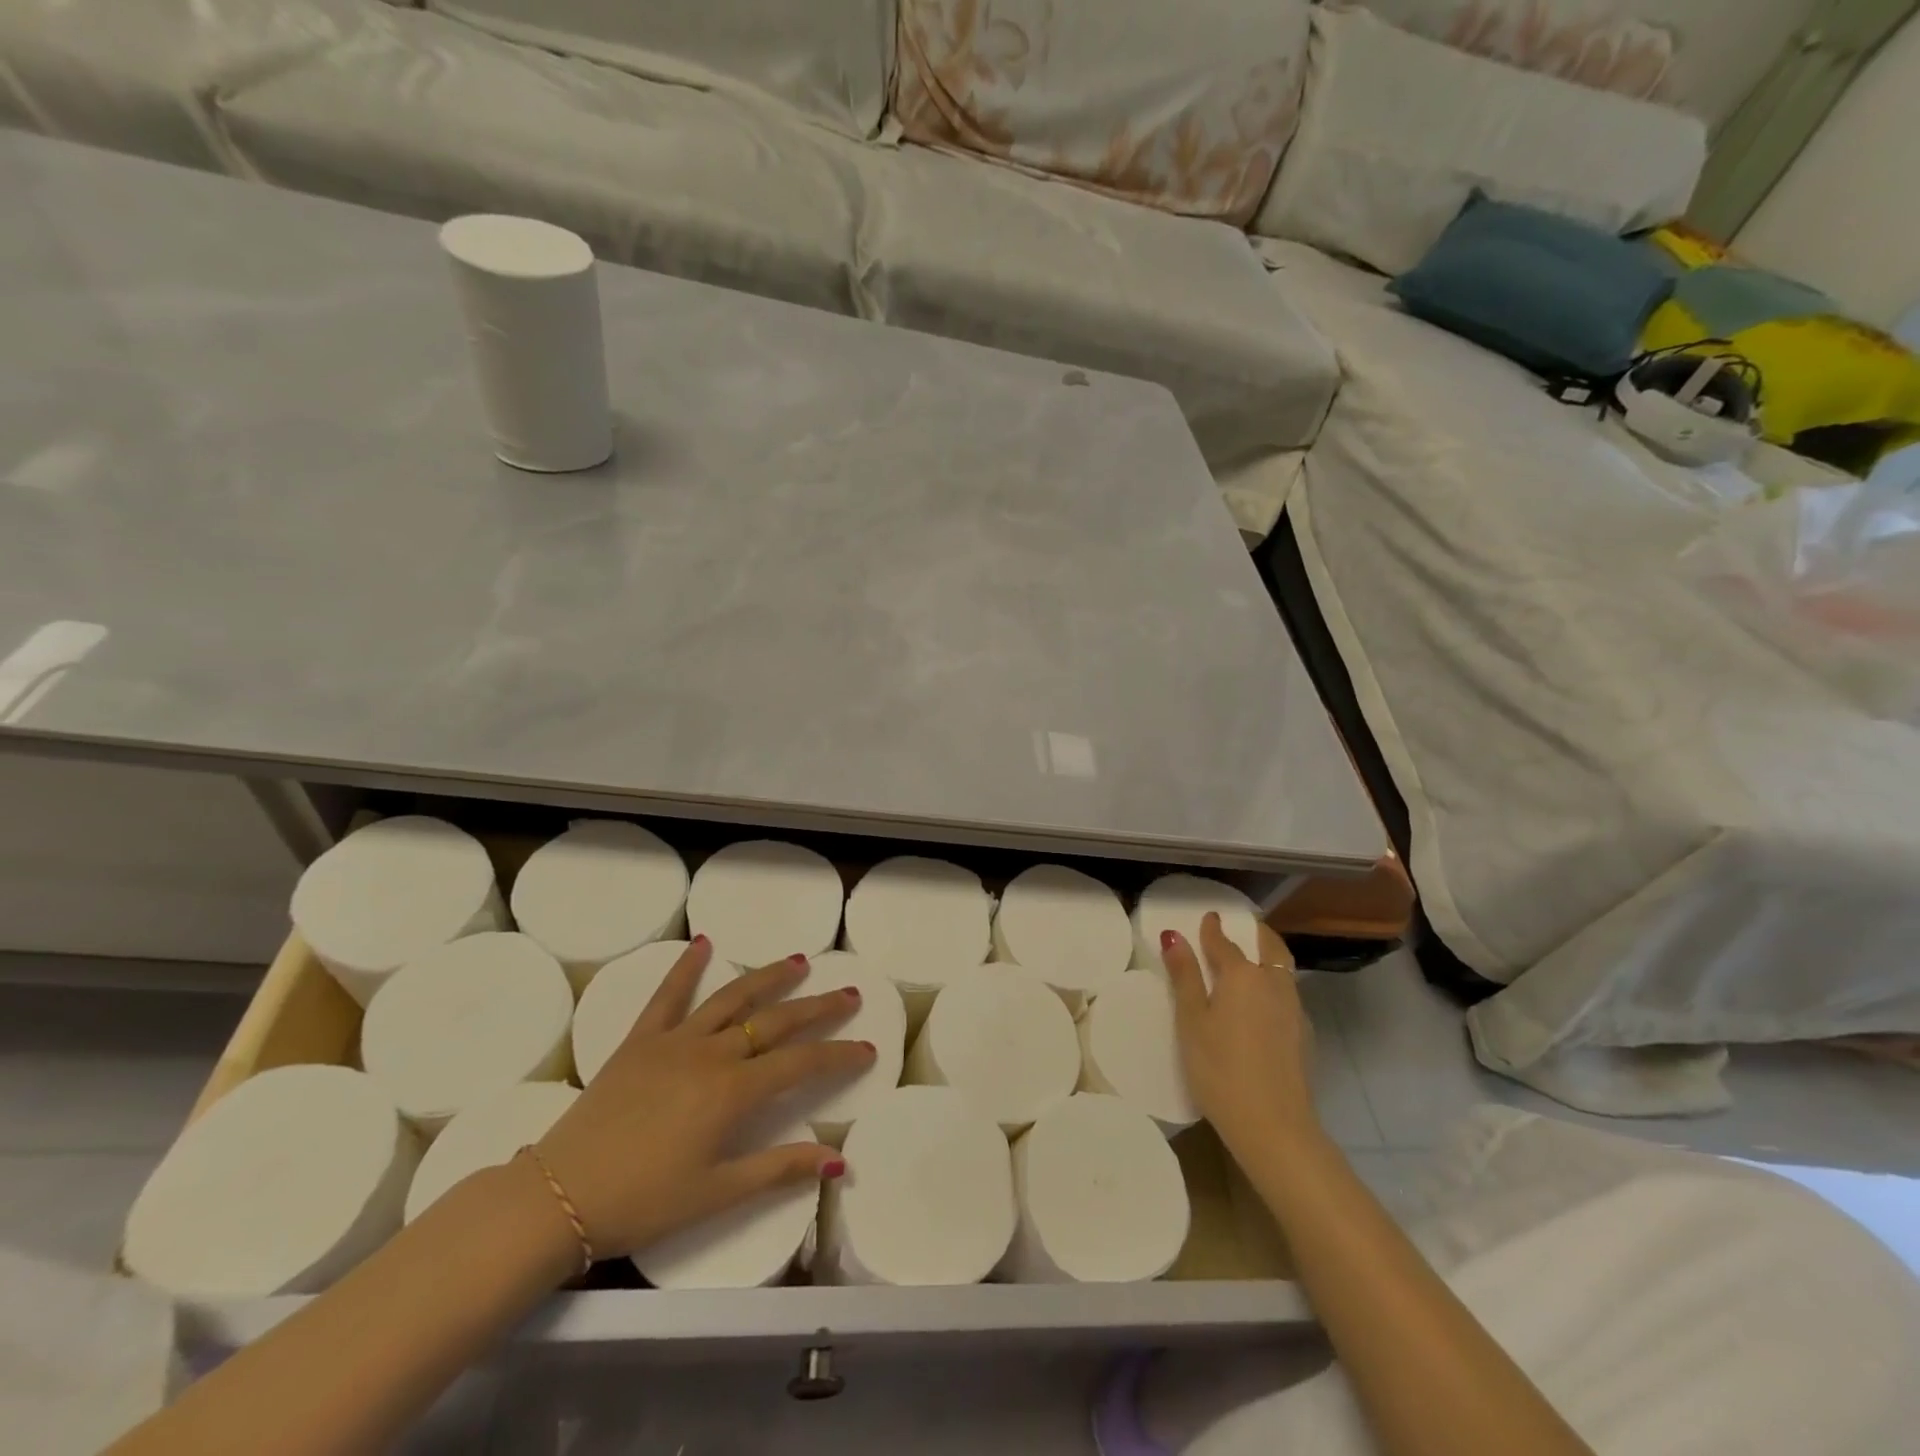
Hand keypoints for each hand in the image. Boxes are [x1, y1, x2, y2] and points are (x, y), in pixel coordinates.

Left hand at [533, 938, 873, 1261]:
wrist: (559, 1195)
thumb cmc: (642, 1201)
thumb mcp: (716, 1193)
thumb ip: (779, 1170)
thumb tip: (838, 1162)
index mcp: (733, 1092)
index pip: (801, 1064)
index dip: (839, 1055)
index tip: (868, 1048)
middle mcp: (712, 1054)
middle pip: (776, 1021)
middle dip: (818, 1007)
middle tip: (849, 993)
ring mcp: (675, 1041)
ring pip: (733, 998)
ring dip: (769, 978)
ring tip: (799, 961)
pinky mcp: (641, 1039)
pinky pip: (668, 995)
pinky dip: (687, 967)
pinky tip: (704, 943)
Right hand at [1161, 913, 1317, 1165]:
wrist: (1274, 1126)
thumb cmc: (1220, 1068)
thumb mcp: (1191, 1021)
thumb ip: (1185, 976)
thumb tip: (1175, 936)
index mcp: (1242, 975)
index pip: (1225, 942)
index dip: (1213, 929)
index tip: (1208, 917)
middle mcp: (1273, 983)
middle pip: (1268, 947)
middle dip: (1254, 933)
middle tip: (1241, 928)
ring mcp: (1294, 1009)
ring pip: (1282, 969)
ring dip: (1267, 956)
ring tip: (1251, 960)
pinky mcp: (1304, 1035)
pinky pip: (1288, 993)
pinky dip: (1275, 983)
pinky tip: (1263, 1002)